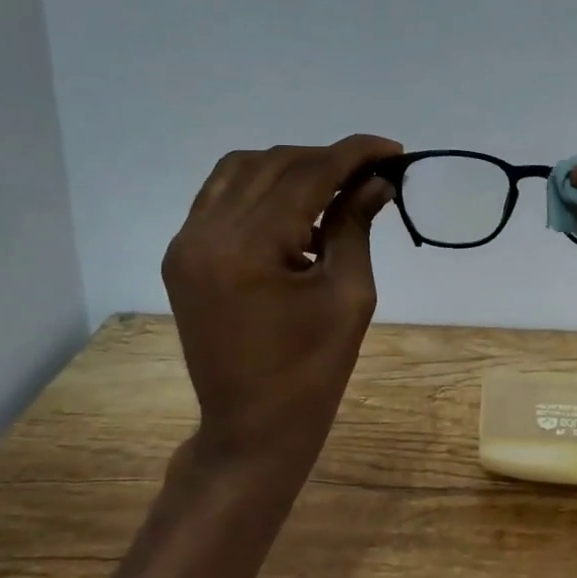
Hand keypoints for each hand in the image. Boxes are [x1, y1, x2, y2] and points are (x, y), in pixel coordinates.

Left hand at [162, 135, 400, 468]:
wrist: (251, 427)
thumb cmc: (312, 371)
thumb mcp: (348, 296)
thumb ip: (355, 226)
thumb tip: (377, 182)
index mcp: (248, 248)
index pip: (307, 174)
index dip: (354, 154)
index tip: (393, 150)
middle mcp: (206, 233)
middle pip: (273, 164)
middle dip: (327, 159)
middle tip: (372, 172)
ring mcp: (186, 243)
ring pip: (241, 170)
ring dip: (292, 168)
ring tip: (335, 186)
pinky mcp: (183, 256)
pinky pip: (221, 197)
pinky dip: (261, 189)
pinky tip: (295, 211)